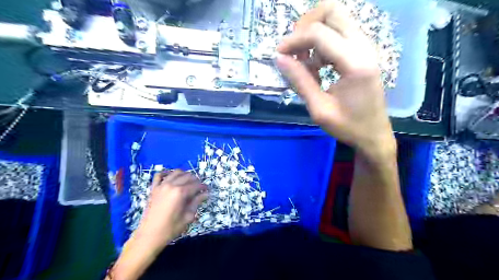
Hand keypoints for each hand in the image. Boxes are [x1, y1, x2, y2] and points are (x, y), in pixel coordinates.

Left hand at [134, 169, 207, 250]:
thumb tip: (206, 194)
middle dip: (196, 180)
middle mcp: (171, 185)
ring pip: (176, 172)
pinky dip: (166, 173)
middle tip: (199, 188)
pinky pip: (159, 175)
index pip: (196, 185)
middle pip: (188, 176)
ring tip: (188, 182)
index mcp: (181, 193)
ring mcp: (161, 185)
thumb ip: (197, 202)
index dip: (203, 187)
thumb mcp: (188, 216)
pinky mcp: (154, 188)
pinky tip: (171, 177)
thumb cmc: (170, 228)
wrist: (149, 235)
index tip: (207, 190)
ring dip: (184, 175)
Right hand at [274, 0, 395, 158]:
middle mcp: (364, 46)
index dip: (294, 40)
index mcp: (354, 63)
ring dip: (314, 33)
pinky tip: (318, 65)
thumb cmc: (347, 126)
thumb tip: (279, 58)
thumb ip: (300, 81)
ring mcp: (366, 46)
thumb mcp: (319, 109)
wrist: (374, 134)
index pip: (318, 33)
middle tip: (294, 49)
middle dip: (306, 25)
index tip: (279, 54)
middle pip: (331, 10)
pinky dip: (323, 41)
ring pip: (336, 17)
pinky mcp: (363, 50)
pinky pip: (339, 31)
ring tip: (306, 63)